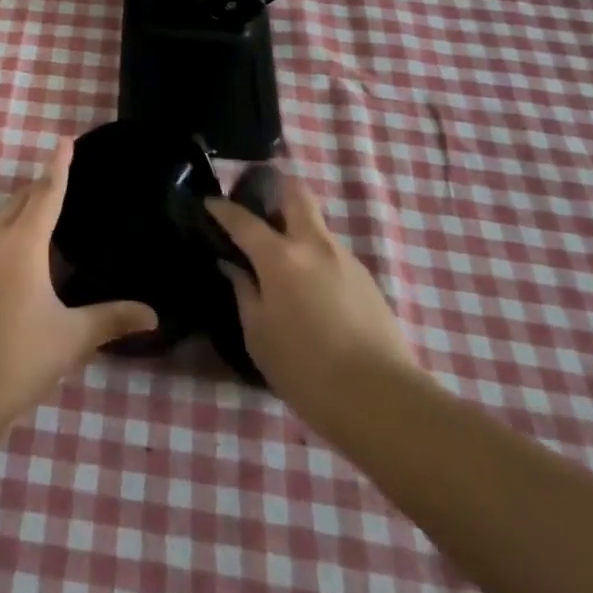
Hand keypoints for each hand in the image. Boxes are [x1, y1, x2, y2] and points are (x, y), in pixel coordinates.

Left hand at [0, 138, 157, 427]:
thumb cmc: (20, 356)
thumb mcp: (72, 337)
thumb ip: (112, 319)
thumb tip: (154, 315)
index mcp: (24, 244)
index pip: (47, 193)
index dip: (58, 166)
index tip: (64, 140)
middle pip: (19, 202)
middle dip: (39, 187)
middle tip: (59, 180)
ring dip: (18, 213)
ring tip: (39, 219)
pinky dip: (1, 240)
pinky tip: (10, 264)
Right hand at [207, 174, 421, 433]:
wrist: (382, 401)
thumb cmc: (306, 370)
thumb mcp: (259, 336)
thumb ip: (244, 292)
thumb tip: (234, 266)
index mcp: (281, 257)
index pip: (243, 219)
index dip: (223, 209)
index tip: (209, 204)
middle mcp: (315, 246)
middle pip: (296, 194)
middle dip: (275, 192)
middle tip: (258, 213)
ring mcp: (346, 260)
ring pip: (317, 226)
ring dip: (297, 232)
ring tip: (283, 267)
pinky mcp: (368, 281)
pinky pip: (333, 255)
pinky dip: (316, 261)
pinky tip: (311, 294)